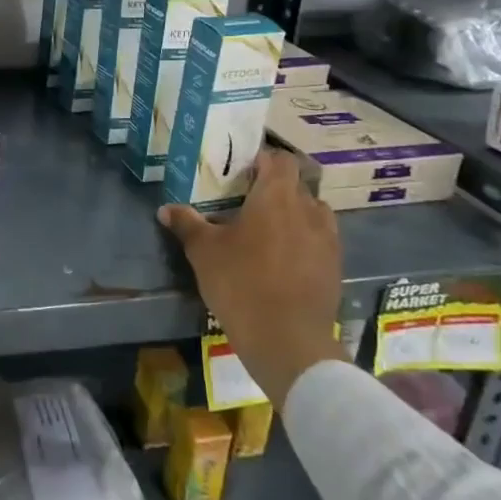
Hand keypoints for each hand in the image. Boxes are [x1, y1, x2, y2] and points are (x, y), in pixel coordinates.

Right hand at [159, 149, 346, 404]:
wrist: (287, 340)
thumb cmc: (241, 282)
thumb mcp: (203, 251)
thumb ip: (187, 224)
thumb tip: (166, 208)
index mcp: (276, 196)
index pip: (279, 160)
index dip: (263, 160)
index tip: (242, 170)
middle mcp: (308, 210)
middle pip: (296, 186)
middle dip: (274, 189)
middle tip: (247, 203)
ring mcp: (327, 240)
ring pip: (312, 213)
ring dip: (293, 214)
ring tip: (268, 230)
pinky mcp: (335, 267)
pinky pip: (320, 240)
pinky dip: (304, 241)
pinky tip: (283, 259)